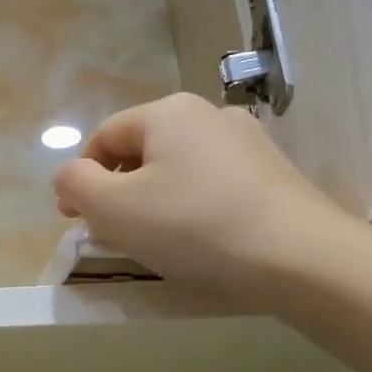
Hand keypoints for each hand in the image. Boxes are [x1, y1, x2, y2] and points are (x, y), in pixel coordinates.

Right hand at [51, 93, 355, 307]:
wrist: (303, 259)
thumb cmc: (195, 227)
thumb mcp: (114, 209)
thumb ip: (75, 184)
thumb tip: (68, 175)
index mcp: (167, 112)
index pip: (103, 138)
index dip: (80, 178)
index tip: (73, 221)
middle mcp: (209, 113)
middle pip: (142, 150)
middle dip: (119, 190)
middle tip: (113, 233)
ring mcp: (248, 142)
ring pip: (179, 168)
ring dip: (156, 199)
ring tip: (158, 241)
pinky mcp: (275, 173)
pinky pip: (214, 184)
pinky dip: (194, 207)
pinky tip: (202, 239)